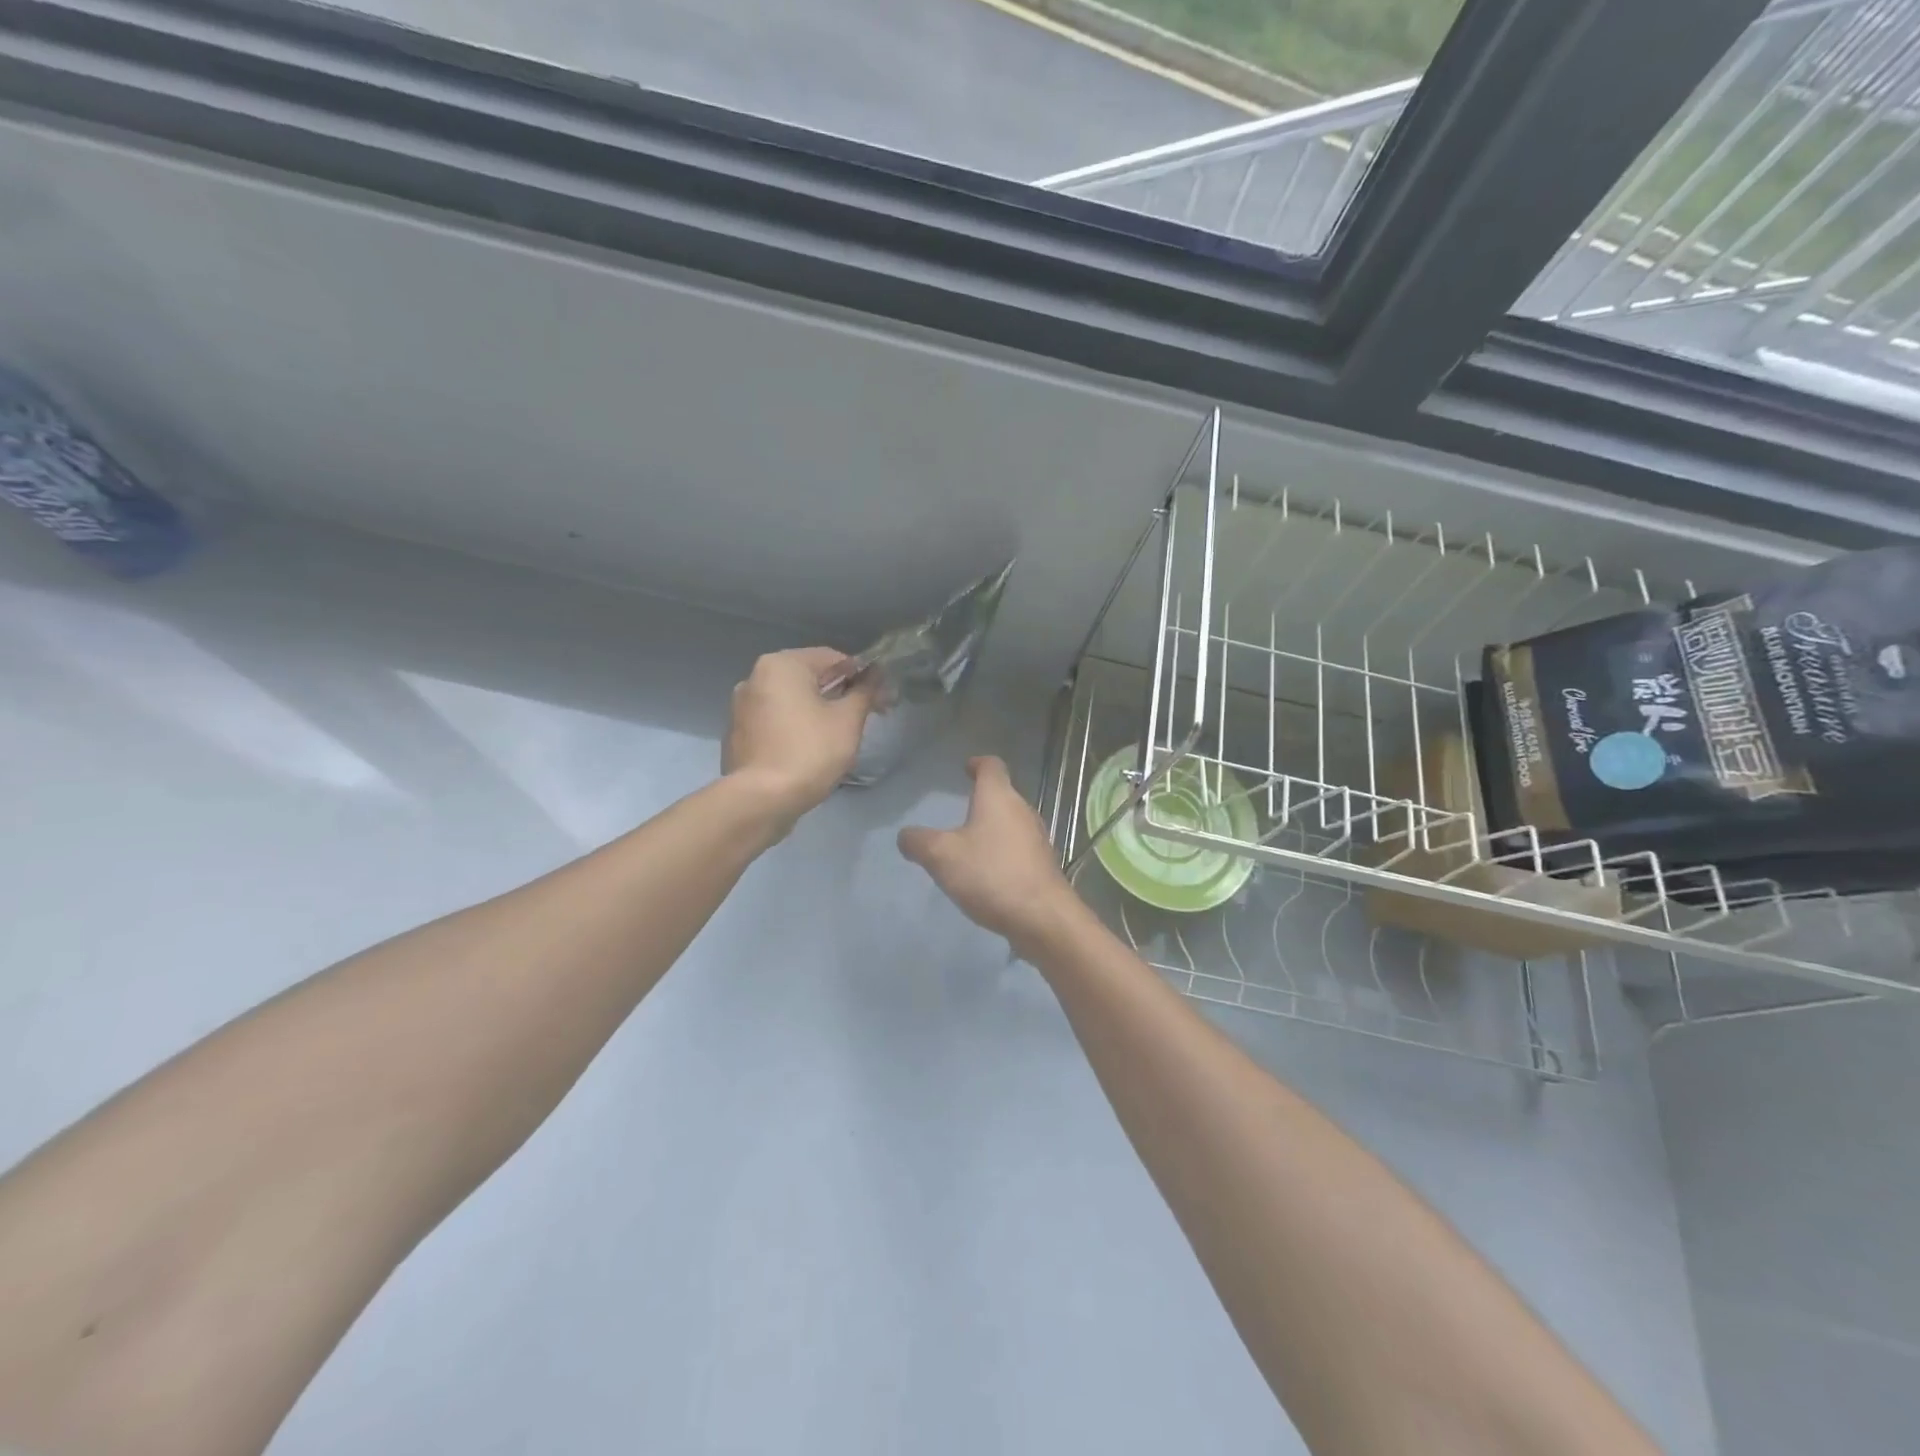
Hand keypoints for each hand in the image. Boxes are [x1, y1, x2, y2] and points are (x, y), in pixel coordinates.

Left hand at [724, 648, 874, 821]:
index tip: (881, 699)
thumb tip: (877, 673)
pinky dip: (796, 725)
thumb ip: (864, 691)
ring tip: (839, 735)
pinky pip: (776, 720)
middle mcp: (755, 677)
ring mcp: (742, 706)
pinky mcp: (739, 733)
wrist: (761, 800)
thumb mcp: (848, 720)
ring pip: (792, 699)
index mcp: (782, 665)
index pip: (833, 658)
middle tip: (866, 717)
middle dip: (841, 693)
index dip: (862, 676)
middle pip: (810, 677)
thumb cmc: (810, 752)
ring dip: (818, 709)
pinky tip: (811, 748)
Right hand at [897, 756, 1078, 951]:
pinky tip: (987, 874)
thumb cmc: (990, 875)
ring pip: (1011, 822)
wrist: (1042, 916)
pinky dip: (1001, 852)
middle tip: (959, 812)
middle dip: (982, 800)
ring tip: (969, 845)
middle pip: (1003, 794)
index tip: (966, 768)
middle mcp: (1022, 810)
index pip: (991, 765)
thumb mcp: (941, 856)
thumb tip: (906, 835)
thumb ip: (918, 841)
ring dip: (991, 828)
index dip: (977, 763)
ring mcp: (1037, 838)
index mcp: (998, 797)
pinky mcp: (1042, 864)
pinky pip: (1018, 848)